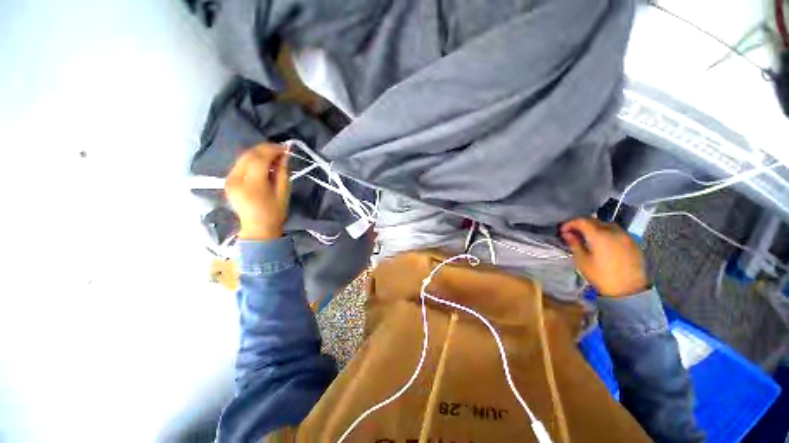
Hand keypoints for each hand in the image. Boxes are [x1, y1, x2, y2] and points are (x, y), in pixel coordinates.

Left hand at [225, 143, 289, 239]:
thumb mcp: (284, 193)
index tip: (286, 148)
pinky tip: (263, 163)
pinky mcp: (228, 180)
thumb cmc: (275, 213)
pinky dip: (253, 159)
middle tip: (281, 150)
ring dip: (259, 153)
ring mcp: (229, 180)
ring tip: (274, 156)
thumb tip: (285, 155)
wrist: (258, 229)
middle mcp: (236, 179)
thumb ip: (283, 172)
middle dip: (266, 149)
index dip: (273, 149)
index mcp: (252, 185)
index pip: (260, 158)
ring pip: (243, 157)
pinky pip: (240, 164)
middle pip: (249, 155)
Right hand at [559, 218, 648, 296]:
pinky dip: (605, 233)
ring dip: (594, 227)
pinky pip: (615, 231)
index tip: (562, 231)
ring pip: (606, 224)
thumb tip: (567, 233)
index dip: (569, 223)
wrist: (629, 291)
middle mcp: (613, 231)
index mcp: (599, 235)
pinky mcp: (632, 242)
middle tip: (572, 233)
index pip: (581, 221)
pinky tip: (601, 242)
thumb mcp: (582, 261)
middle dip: (581, 225)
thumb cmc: (601, 276)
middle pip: (594, 220)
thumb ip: (574, 244)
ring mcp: (625, 236)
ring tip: (586, 237)